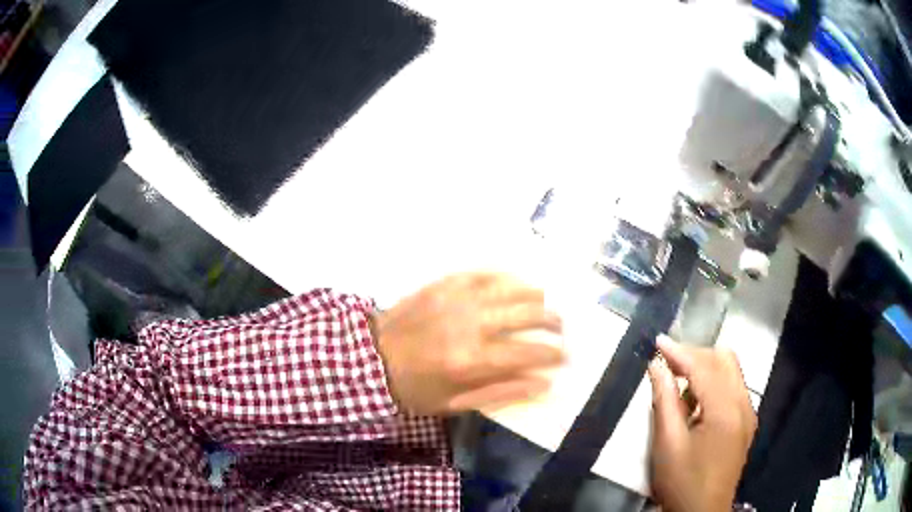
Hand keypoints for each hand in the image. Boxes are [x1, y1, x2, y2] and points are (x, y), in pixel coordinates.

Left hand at [372, 273, 564, 414]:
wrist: (372, 357)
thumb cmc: (415, 388)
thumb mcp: (456, 403)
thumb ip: (501, 393)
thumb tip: (542, 383)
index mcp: (472, 360)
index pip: (527, 352)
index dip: (551, 353)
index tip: (564, 355)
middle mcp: (470, 324)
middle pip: (525, 314)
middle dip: (551, 320)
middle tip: (561, 327)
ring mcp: (456, 299)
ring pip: (509, 288)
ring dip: (534, 294)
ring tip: (547, 301)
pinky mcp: (443, 284)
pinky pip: (482, 273)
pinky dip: (503, 277)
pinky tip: (514, 281)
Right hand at [648, 337, 756, 511]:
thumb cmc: (682, 482)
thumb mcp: (667, 444)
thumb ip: (664, 401)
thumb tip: (657, 367)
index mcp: (726, 410)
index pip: (704, 367)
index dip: (680, 351)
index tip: (658, 341)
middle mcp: (744, 404)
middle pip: (724, 360)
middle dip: (695, 356)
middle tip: (668, 365)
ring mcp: (748, 413)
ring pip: (731, 371)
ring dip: (706, 369)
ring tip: (680, 387)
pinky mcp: (747, 423)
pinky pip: (733, 388)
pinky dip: (714, 384)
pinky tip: (696, 404)